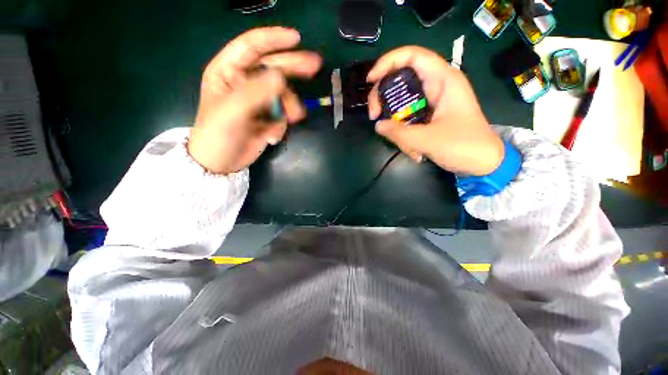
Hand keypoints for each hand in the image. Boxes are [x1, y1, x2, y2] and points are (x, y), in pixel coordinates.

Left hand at [188, 27, 321, 173]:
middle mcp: (244, 82)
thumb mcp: (233, 110)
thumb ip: (256, 92)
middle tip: (316, 65)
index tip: (296, 38)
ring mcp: (258, 101)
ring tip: (292, 120)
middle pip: (273, 68)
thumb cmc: (218, 133)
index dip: (273, 39)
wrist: (221, 162)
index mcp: (228, 71)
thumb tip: (281, 78)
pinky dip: (281, 125)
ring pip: (282, 95)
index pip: (251, 47)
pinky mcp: (267, 117)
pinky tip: (272, 137)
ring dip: (289, 108)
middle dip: (294, 67)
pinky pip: (282, 115)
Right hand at [367, 46, 504, 175]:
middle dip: (383, 95)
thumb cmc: (463, 146)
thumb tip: (378, 125)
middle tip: (375, 115)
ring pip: (402, 101)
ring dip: (395, 122)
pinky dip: (403, 132)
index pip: (412, 56)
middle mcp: (437, 85)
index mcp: (443, 80)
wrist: (482, 162)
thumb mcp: (428, 140)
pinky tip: (411, 149)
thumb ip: (400, 133)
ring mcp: (432, 101)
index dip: (388, 62)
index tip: (370, 80)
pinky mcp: (429, 114)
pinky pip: (408, 117)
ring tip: (399, 142)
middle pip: (401, 78)